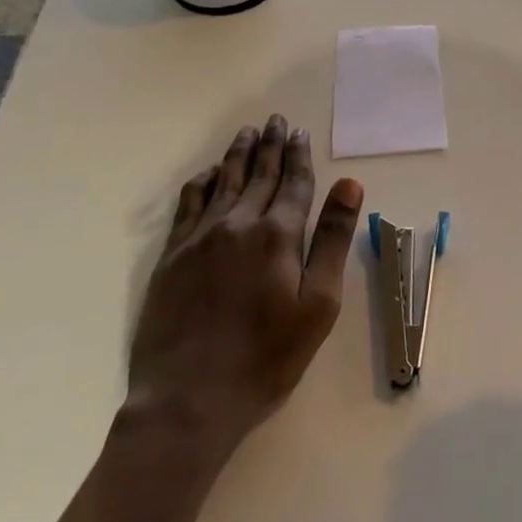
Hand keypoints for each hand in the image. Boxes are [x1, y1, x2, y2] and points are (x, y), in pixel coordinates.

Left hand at [126, 115, 362, 451]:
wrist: (187, 400)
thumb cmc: (266, 357)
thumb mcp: (318, 304)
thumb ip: (332, 239)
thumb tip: (350, 184)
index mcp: (277, 235)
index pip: (294, 183)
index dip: (298, 156)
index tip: (299, 132)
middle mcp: (237, 224)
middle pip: (258, 174)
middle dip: (269, 145)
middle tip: (274, 121)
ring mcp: (199, 238)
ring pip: (222, 182)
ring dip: (237, 155)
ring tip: (246, 134)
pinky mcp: (171, 256)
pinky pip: (188, 204)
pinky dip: (201, 182)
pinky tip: (207, 174)